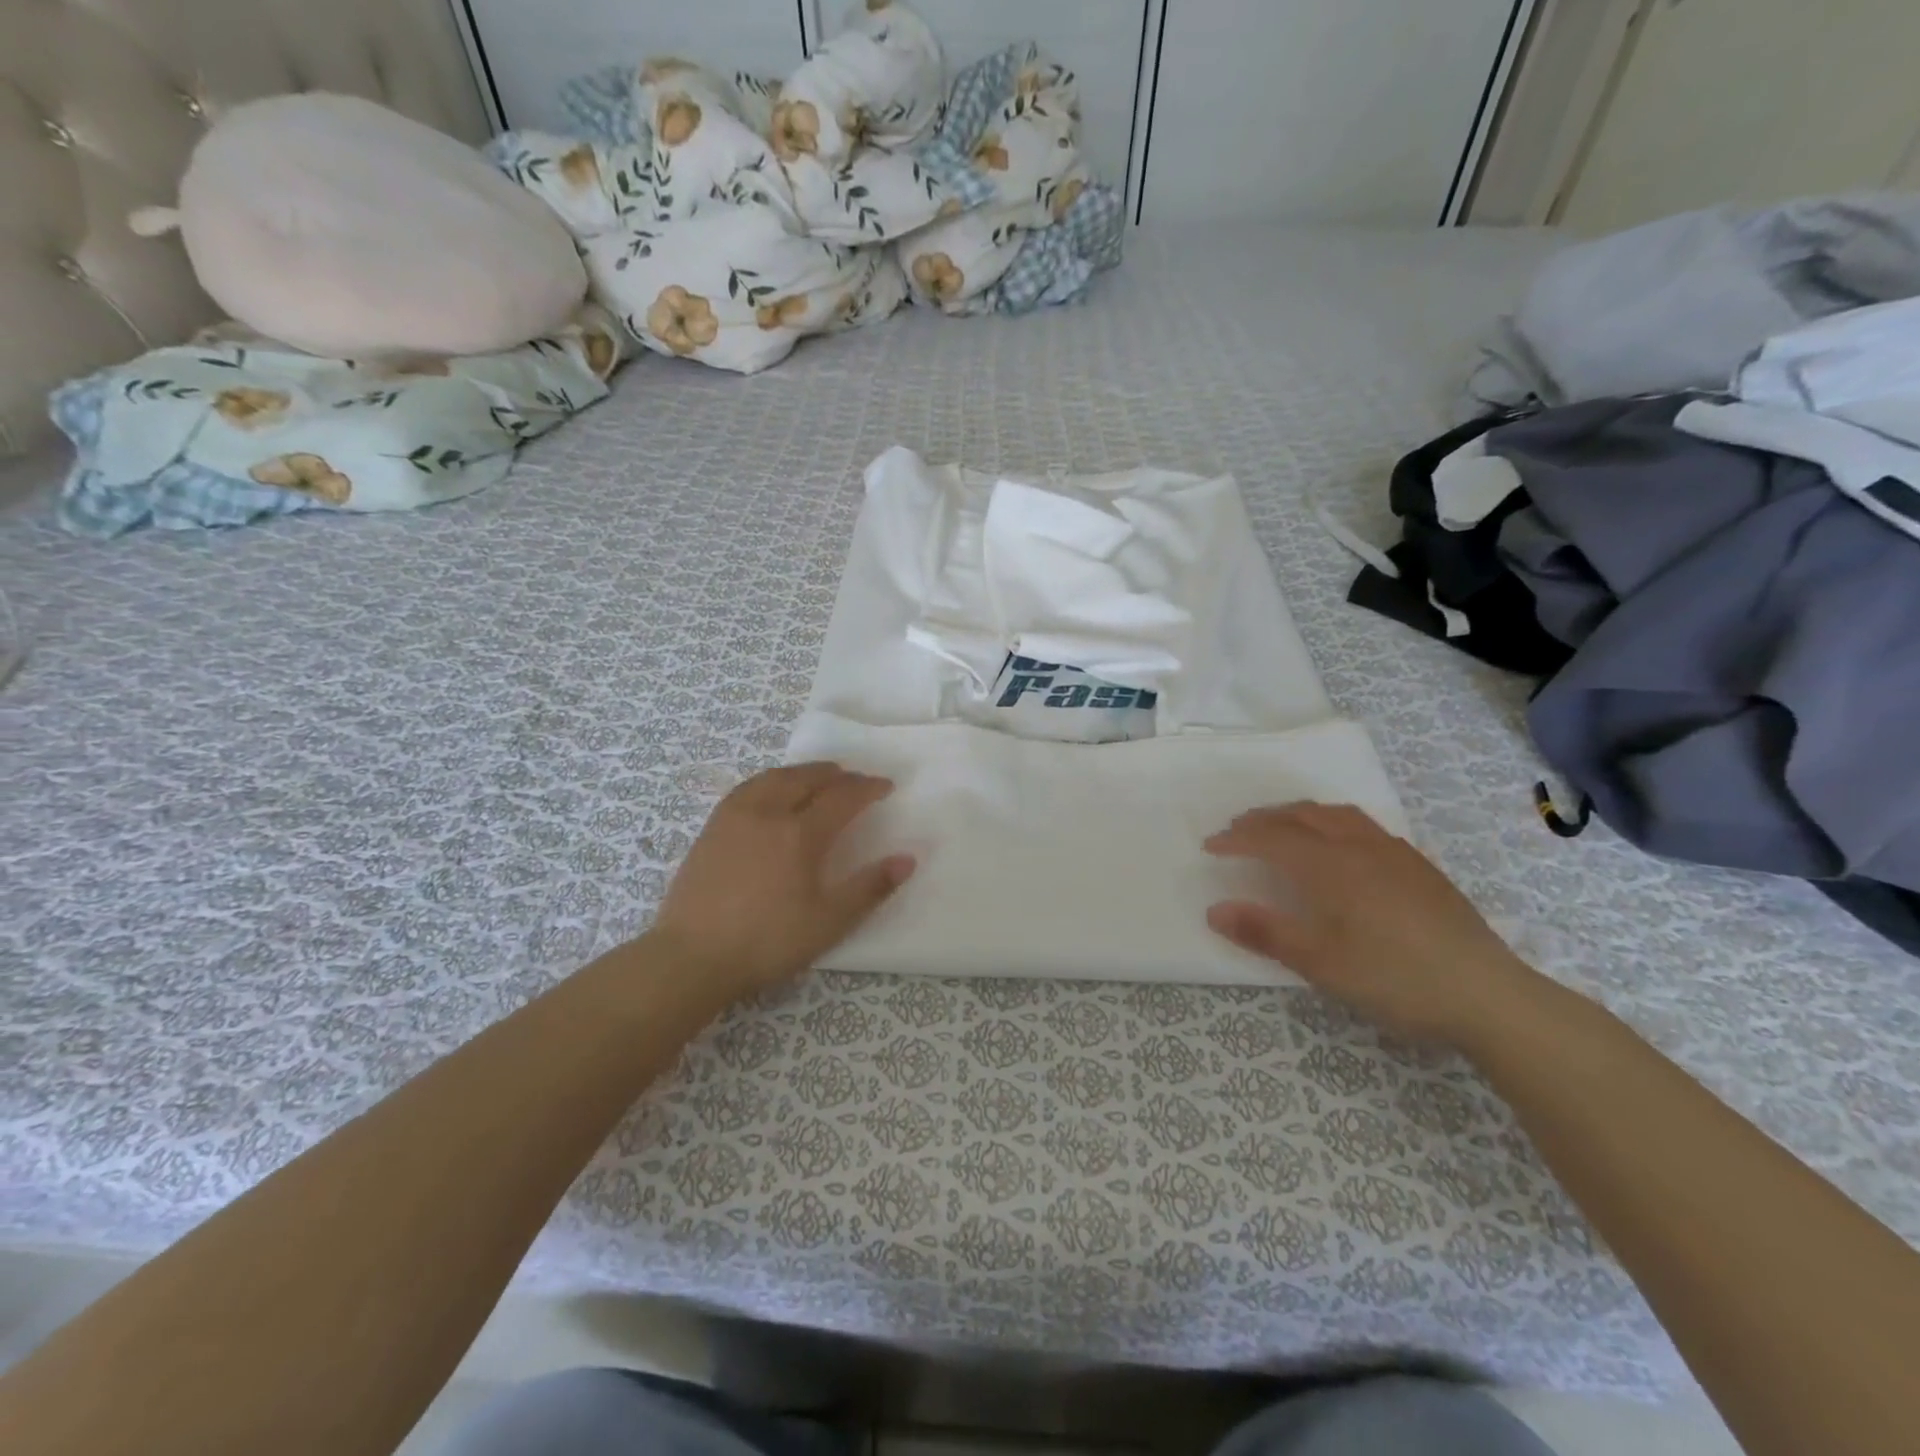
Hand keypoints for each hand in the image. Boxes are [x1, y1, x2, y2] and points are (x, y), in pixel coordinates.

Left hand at [650, 763, 914, 996]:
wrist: (692, 957)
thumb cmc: (767, 942)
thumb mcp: (828, 922)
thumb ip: (869, 888)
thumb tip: (907, 859)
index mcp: (800, 834)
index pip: (842, 797)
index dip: (868, 788)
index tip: (886, 786)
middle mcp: (768, 813)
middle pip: (807, 778)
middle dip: (836, 774)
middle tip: (855, 778)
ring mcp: (735, 817)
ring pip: (774, 777)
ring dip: (803, 772)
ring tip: (818, 777)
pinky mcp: (712, 828)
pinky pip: (748, 788)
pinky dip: (771, 780)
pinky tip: (771, 792)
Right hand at [1204, 803, 1547, 1047]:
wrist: (1488, 995)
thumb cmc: (1395, 979)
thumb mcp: (1321, 964)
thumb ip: (1265, 932)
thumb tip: (1213, 909)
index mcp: (1331, 867)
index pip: (1271, 839)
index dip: (1236, 839)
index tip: (1209, 846)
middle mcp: (1359, 847)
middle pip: (1301, 817)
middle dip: (1263, 819)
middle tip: (1236, 830)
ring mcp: (1394, 853)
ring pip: (1335, 815)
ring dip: (1298, 814)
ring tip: (1281, 825)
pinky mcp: (1419, 867)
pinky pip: (1363, 826)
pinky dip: (1332, 822)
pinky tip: (1339, 846)